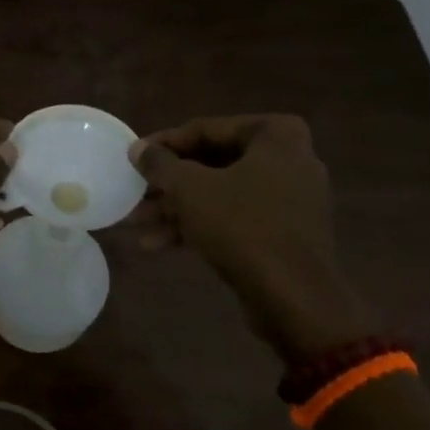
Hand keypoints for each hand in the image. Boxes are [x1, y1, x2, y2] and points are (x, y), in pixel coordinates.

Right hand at [130, 115, 378, 360]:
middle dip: (168, 183)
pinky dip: (201, 226)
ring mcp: (290, 199)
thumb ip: (160, 164)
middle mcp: (289, 159)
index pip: (206, 129)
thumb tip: (137, 150)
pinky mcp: (285, 234)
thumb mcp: (190, 189)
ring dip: (177, 208)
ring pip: (220, 194)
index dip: (164, 144)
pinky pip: (235, 218)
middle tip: (135, 194)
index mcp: (276, 135)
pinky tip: (159, 244)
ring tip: (136, 224)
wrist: (295, 300)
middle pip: (212, 163)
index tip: (135, 159)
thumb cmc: (243, 227)